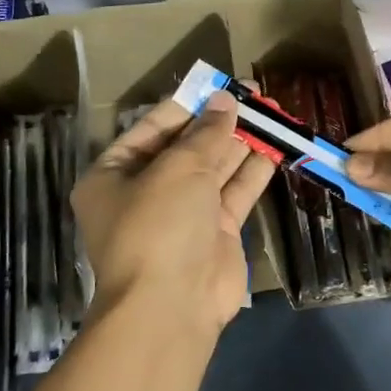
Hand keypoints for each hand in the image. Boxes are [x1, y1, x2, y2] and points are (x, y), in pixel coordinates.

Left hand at [71, 91, 277, 338]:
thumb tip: (225, 101)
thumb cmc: (159, 225)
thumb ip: (206, 133)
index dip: (187, 105)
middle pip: (186, 148)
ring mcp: (182, 215)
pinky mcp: (214, 233)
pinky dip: (252, 171)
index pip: (152, 129)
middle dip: (218, 123)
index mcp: (115, 175)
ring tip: (270, 115)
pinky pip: (233, 193)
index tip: (219, 85)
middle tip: (253, 96)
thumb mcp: (179, 168)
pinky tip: (275, 147)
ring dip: (240, 143)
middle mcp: (146, 193)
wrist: (172, 306)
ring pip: (214, 169)